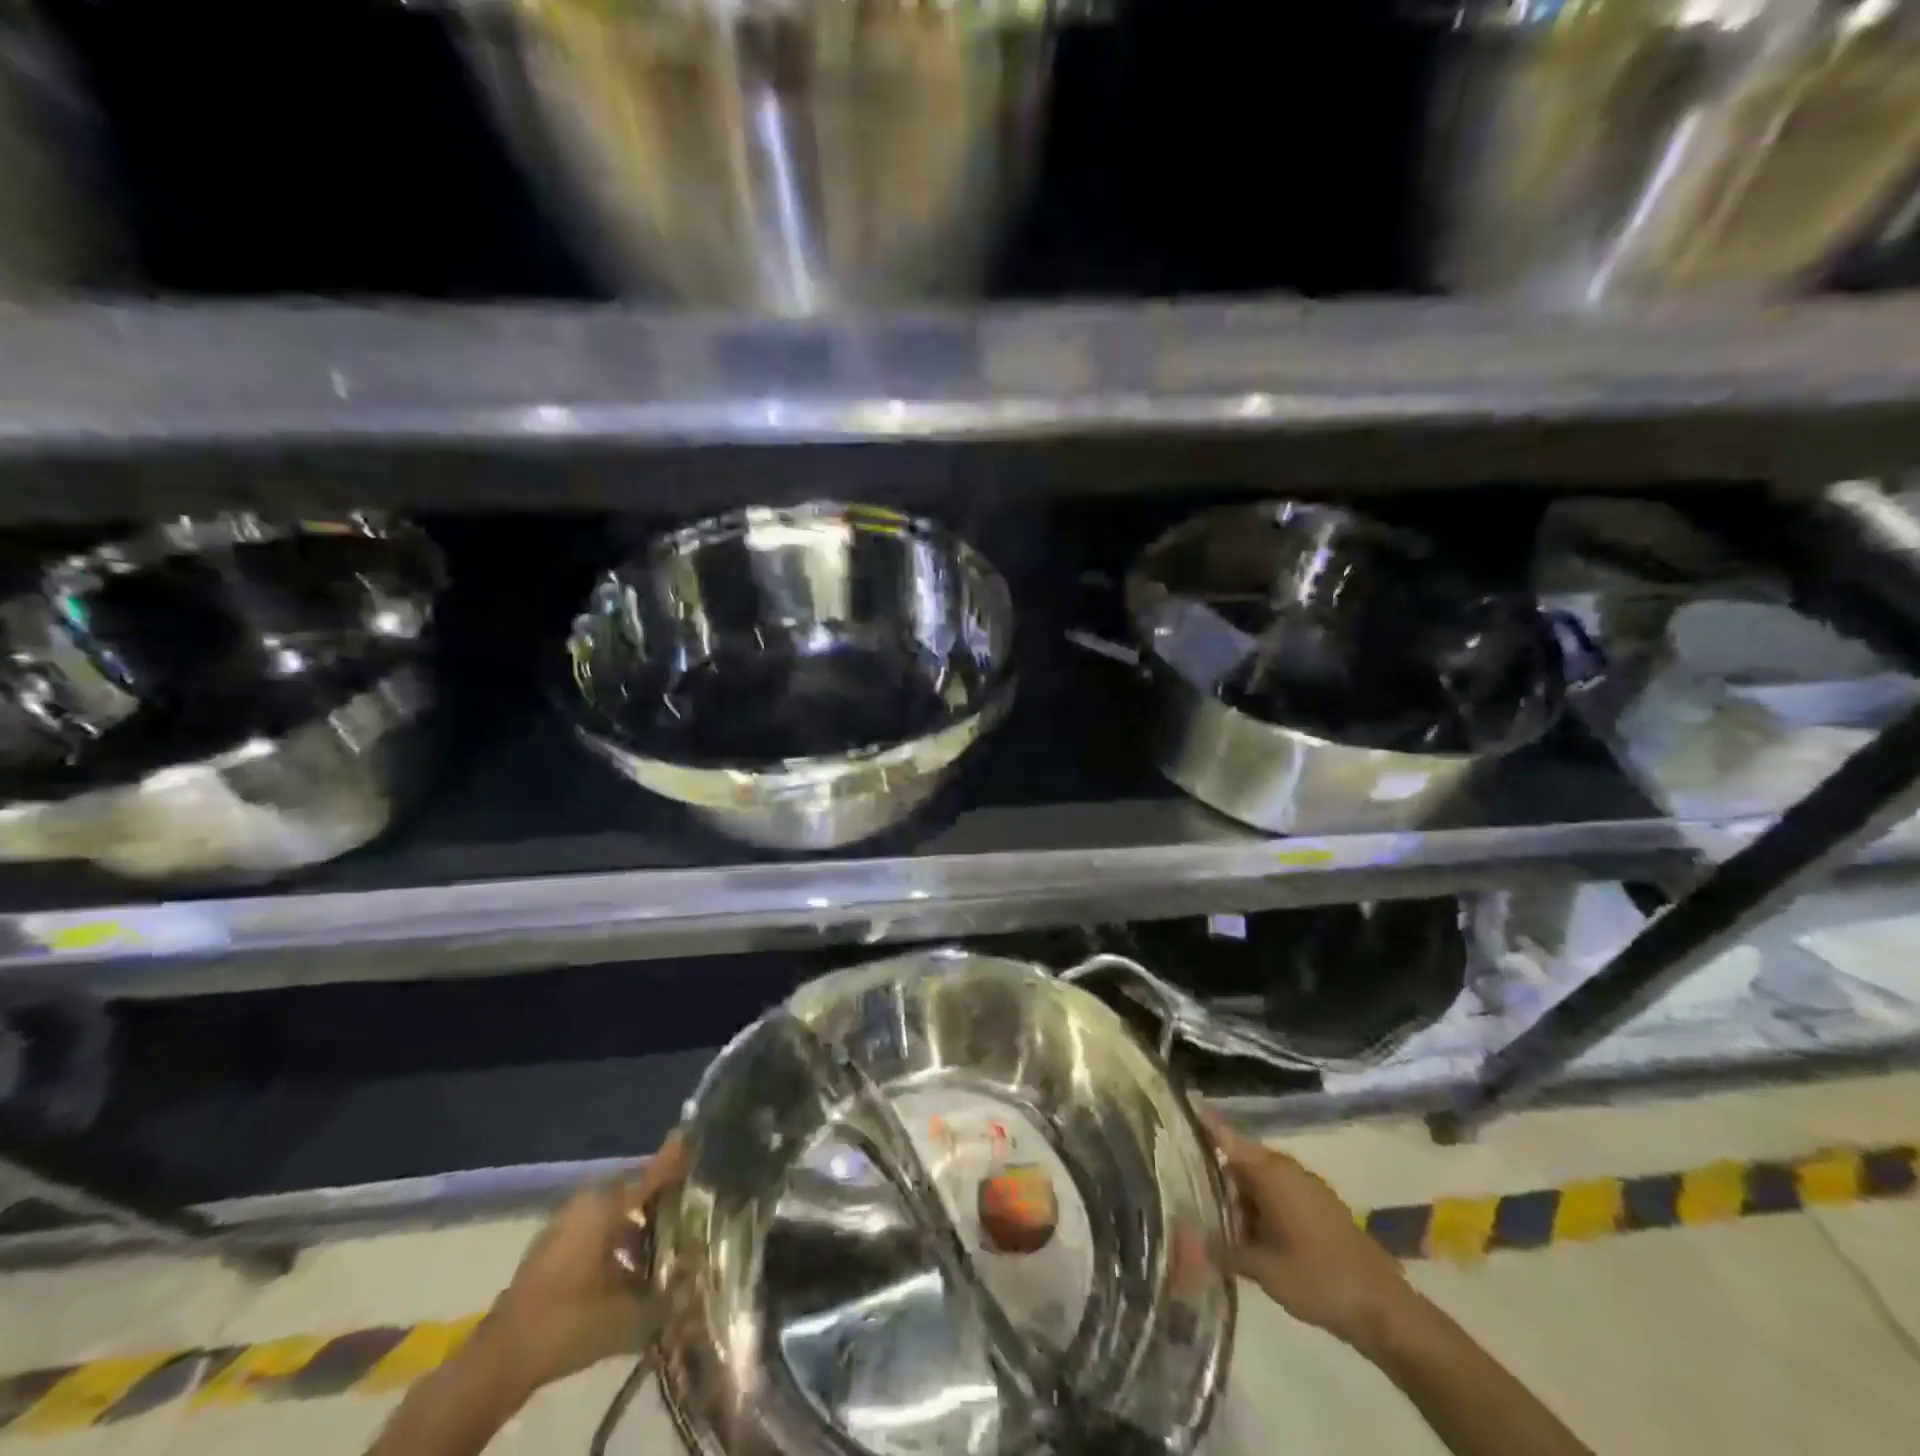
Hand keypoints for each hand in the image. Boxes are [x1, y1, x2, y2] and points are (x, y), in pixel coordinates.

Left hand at [470, 1132, 689, 1400]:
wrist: (499, 1361)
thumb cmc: (567, 1321)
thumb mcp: (625, 1313)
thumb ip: (663, 1295)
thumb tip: (690, 1284)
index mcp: (604, 1206)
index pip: (651, 1175)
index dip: (675, 1160)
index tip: (694, 1137)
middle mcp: (585, 1204)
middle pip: (632, 1194)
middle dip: (658, 1203)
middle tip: (685, 1216)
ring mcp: (564, 1226)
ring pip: (613, 1216)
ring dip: (636, 1231)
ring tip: (660, 1255)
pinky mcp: (551, 1250)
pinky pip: (594, 1234)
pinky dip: (613, 1246)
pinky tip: (627, 1276)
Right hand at [1200, 1105, 1415, 1355]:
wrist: (1383, 1309)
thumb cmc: (1317, 1278)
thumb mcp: (1264, 1269)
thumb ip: (1227, 1251)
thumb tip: (1198, 1242)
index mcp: (1270, 1172)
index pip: (1226, 1136)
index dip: (1203, 1122)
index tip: (1181, 1103)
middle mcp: (1286, 1170)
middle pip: (1241, 1163)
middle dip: (1218, 1181)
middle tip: (1191, 1198)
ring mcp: (1306, 1188)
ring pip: (1260, 1183)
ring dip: (1241, 1202)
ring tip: (1218, 1226)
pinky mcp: (1320, 1208)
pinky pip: (1279, 1197)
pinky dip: (1261, 1211)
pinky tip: (1251, 1240)